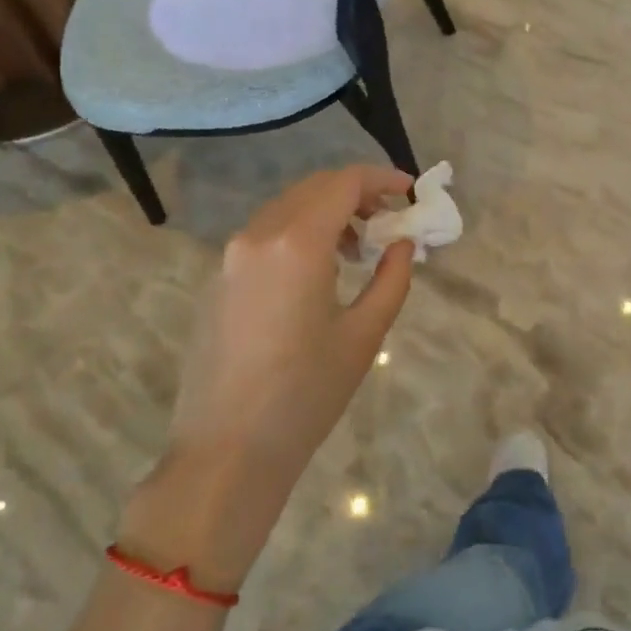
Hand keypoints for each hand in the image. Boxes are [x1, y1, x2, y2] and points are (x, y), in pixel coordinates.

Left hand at [120, 166, 416, 588]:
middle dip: (357, 194)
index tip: (411, 192)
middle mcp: (258, 235)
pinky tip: (319, 271)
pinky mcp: (219, 278)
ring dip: (328, 212)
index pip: (344, 183)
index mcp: (296, 243)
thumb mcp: (364, 335)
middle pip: (315, 187)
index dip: (382, 179)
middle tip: (389, 220)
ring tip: (359, 249)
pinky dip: (300, 232)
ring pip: (288, 207)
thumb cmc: (305, 395)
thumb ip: (392, 278)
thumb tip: (403, 244)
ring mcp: (231, 255)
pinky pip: (266, 233)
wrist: (225, 452)